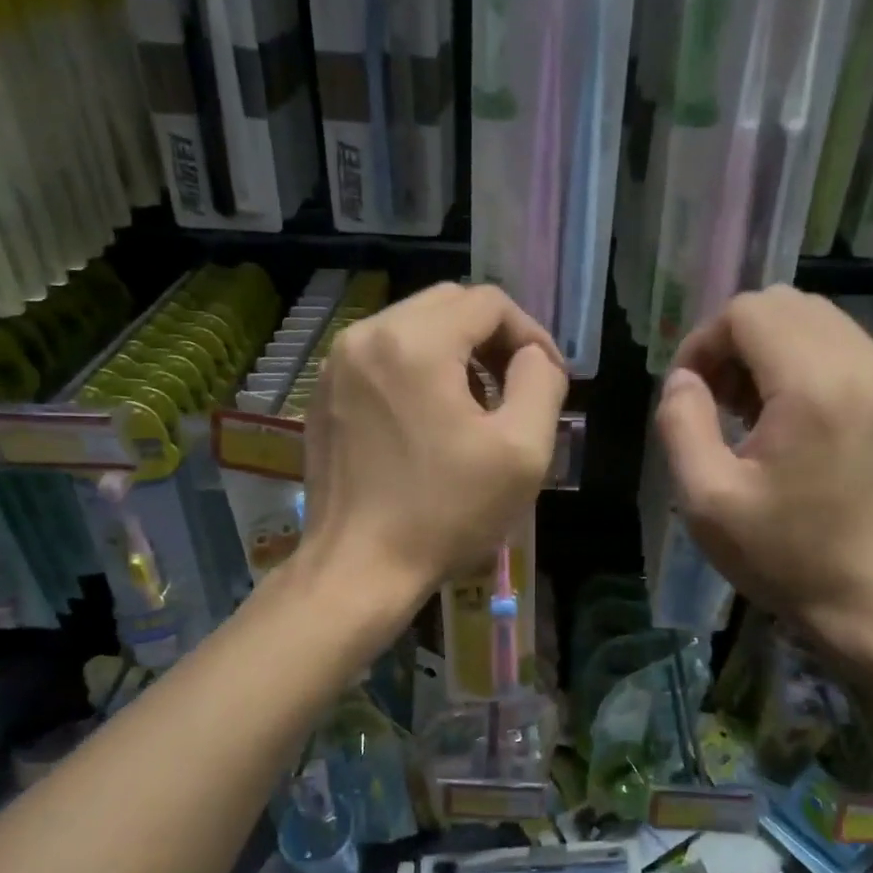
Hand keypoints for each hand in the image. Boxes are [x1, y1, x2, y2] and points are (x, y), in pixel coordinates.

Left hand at [302, 283, 567, 611]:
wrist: (358, 569)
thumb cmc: (445, 513)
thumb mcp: (522, 451)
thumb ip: (541, 382)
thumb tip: (533, 356)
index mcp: (415, 341)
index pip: (488, 302)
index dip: (530, 334)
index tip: (548, 378)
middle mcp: (367, 335)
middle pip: (448, 305)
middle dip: (492, 339)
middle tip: (517, 388)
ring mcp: (337, 365)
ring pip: (414, 328)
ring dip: (456, 354)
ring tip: (479, 408)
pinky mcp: (324, 395)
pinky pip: (383, 357)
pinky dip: (418, 371)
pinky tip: (432, 421)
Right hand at [655, 286, 872, 648]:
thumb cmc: (785, 555)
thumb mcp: (706, 498)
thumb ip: (681, 423)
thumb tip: (683, 378)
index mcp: (813, 385)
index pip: (746, 312)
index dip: (702, 342)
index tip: (688, 393)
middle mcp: (860, 363)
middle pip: (780, 305)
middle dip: (733, 340)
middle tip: (714, 399)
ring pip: (811, 320)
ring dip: (766, 349)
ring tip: (745, 409)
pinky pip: (838, 345)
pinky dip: (799, 361)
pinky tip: (785, 416)